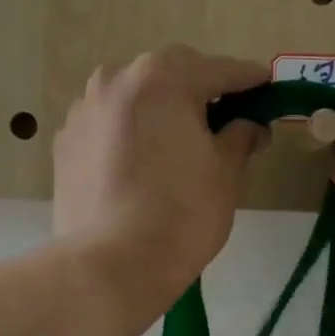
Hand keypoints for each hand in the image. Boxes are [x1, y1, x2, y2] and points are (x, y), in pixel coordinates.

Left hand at [54, 46, 268, 316]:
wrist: (110, 265)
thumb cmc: (181, 213)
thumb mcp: (226, 172)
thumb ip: (241, 137)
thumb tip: (250, 125)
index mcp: (162, 78)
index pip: (219, 70)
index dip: (250, 80)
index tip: (268, 86)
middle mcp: (116, 80)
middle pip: (171, 77)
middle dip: (200, 93)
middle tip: (226, 121)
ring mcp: (84, 110)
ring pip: (135, 100)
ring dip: (161, 112)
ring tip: (180, 145)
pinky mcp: (65, 143)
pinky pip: (110, 127)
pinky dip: (131, 135)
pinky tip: (143, 166)